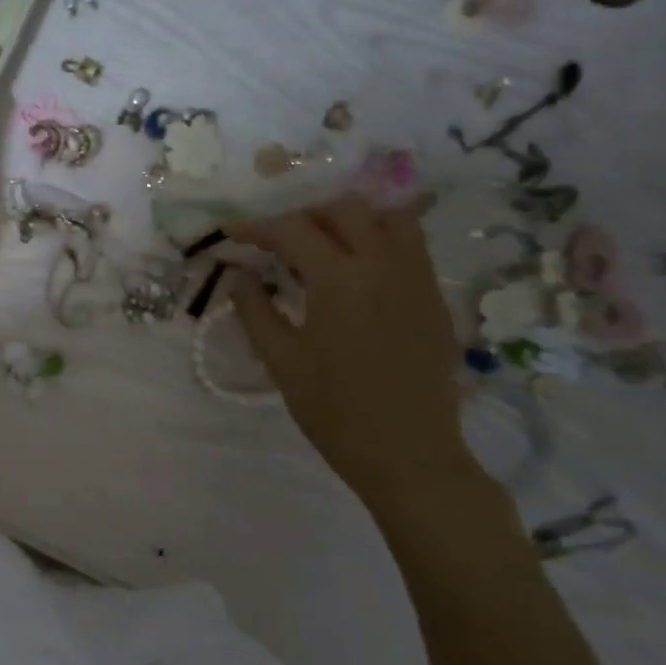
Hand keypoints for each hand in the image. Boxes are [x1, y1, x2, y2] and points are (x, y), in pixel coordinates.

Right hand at [228, 195, 475, 504]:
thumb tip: (238, 275)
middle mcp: (384, 265)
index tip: (231, 234)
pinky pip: (409, 244)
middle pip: (343, 210)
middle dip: (302, 216)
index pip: (293, 231)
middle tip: (275, 241)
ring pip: (387, 217)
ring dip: (348, 219)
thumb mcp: (281, 361)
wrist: (408, 453)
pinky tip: (356, 268)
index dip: (256, 227)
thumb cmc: (335, 411)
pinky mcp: (435, 297)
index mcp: (340, 280)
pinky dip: (378, 238)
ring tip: (321, 244)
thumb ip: (255, 310)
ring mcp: (417, 278)